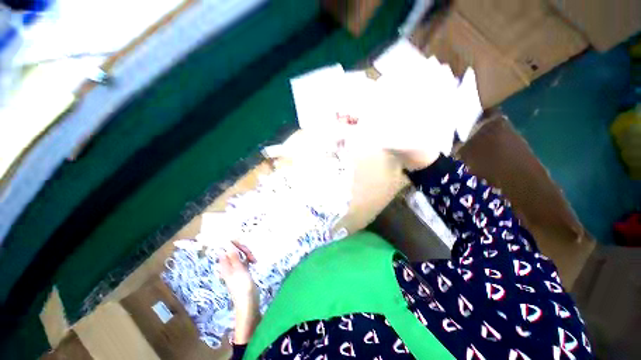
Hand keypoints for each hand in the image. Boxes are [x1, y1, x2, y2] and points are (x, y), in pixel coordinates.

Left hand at [219, 241, 260, 344]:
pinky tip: (254, 262)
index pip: (226, 248)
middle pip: (234, 249)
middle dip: (244, 249)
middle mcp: (229, 265)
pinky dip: (249, 259)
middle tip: (251, 255)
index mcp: (225, 264)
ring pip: (241, 254)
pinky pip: (245, 259)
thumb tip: (227, 244)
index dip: (234, 244)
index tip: (243, 248)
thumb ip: (234, 256)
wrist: (248, 303)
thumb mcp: (239, 270)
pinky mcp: (243, 270)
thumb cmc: (242, 287)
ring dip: (248, 254)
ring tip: (254, 260)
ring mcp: (236, 267)